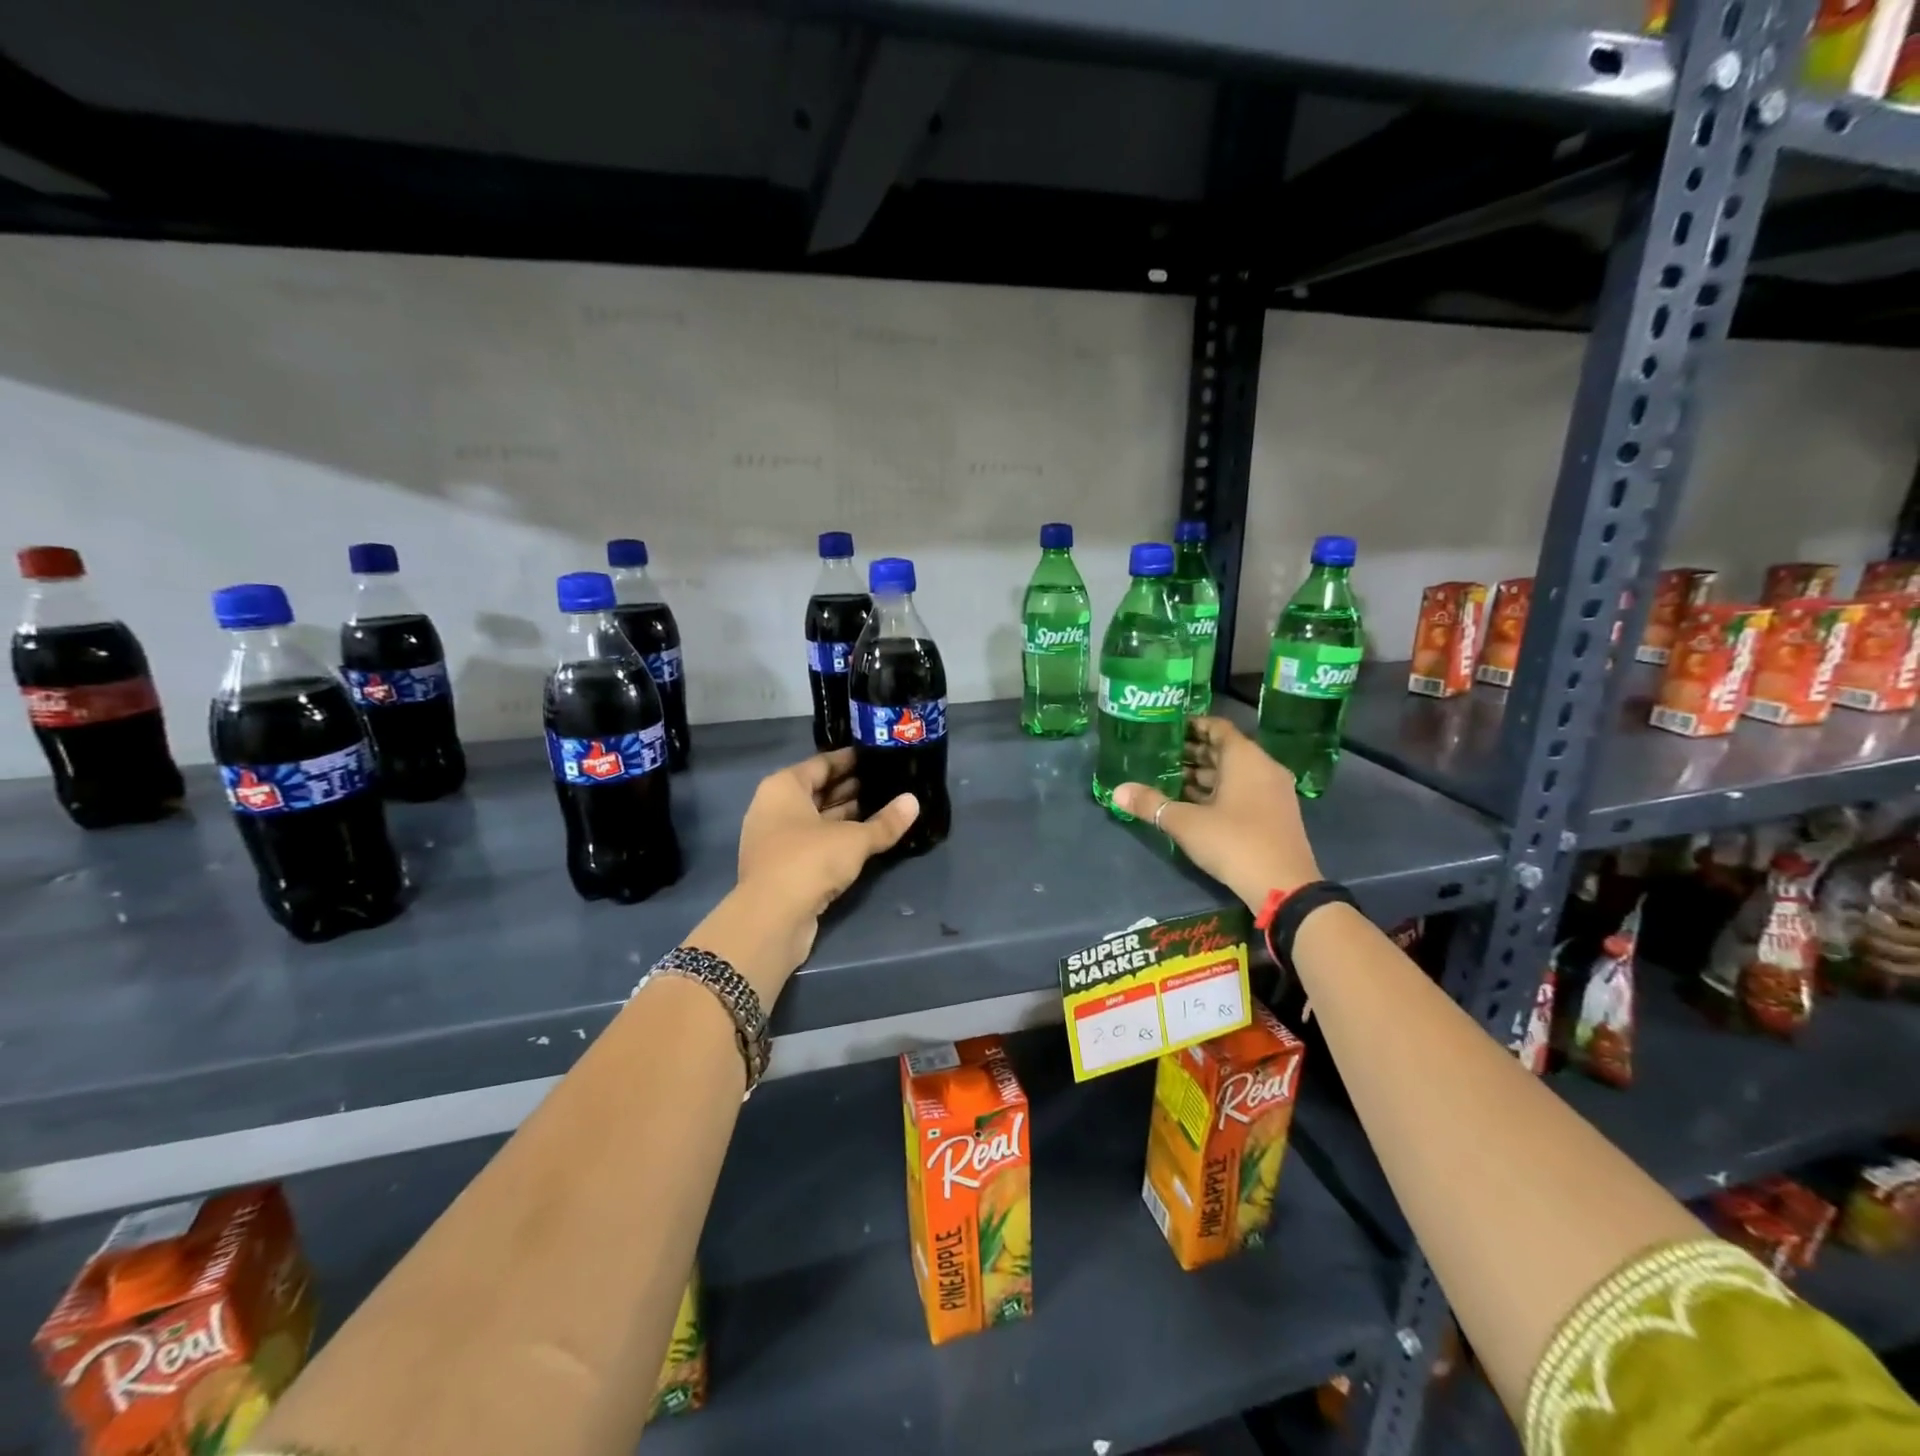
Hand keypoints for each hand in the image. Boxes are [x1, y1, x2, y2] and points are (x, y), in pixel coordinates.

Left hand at [732, 748, 919, 976]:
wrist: (772, 918)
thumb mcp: (855, 839)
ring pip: (817, 818)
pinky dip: (837, 838)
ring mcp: (775, 839)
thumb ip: (885, 822)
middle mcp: (774, 808)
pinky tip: (865, 839)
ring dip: (846, 815)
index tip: (878, 756)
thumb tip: (913, 802)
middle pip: (818, 790)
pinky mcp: (782, 867)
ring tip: (883, 807)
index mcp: (784, 787)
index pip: (822, 763)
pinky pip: (814, 842)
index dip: (850, 759)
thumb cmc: (810, 860)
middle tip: (888, 781)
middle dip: (851, 787)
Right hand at [1113, 716, 1320, 909]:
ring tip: (1169, 779)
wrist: (1283, 887)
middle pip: (1225, 750)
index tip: (1166, 728)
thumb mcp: (1185, 822)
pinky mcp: (1275, 814)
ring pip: (1234, 773)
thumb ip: (1151, 803)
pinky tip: (1192, 804)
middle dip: (1193, 753)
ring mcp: (1273, 792)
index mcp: (1245, 758)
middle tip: (1159, 755)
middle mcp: (1263, 767)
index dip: (1192, 725)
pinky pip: (1243, 790)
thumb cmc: (1233, 841)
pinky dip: (1219, 791)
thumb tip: (1117, 791)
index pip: (1218, 727)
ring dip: (1204, 775)